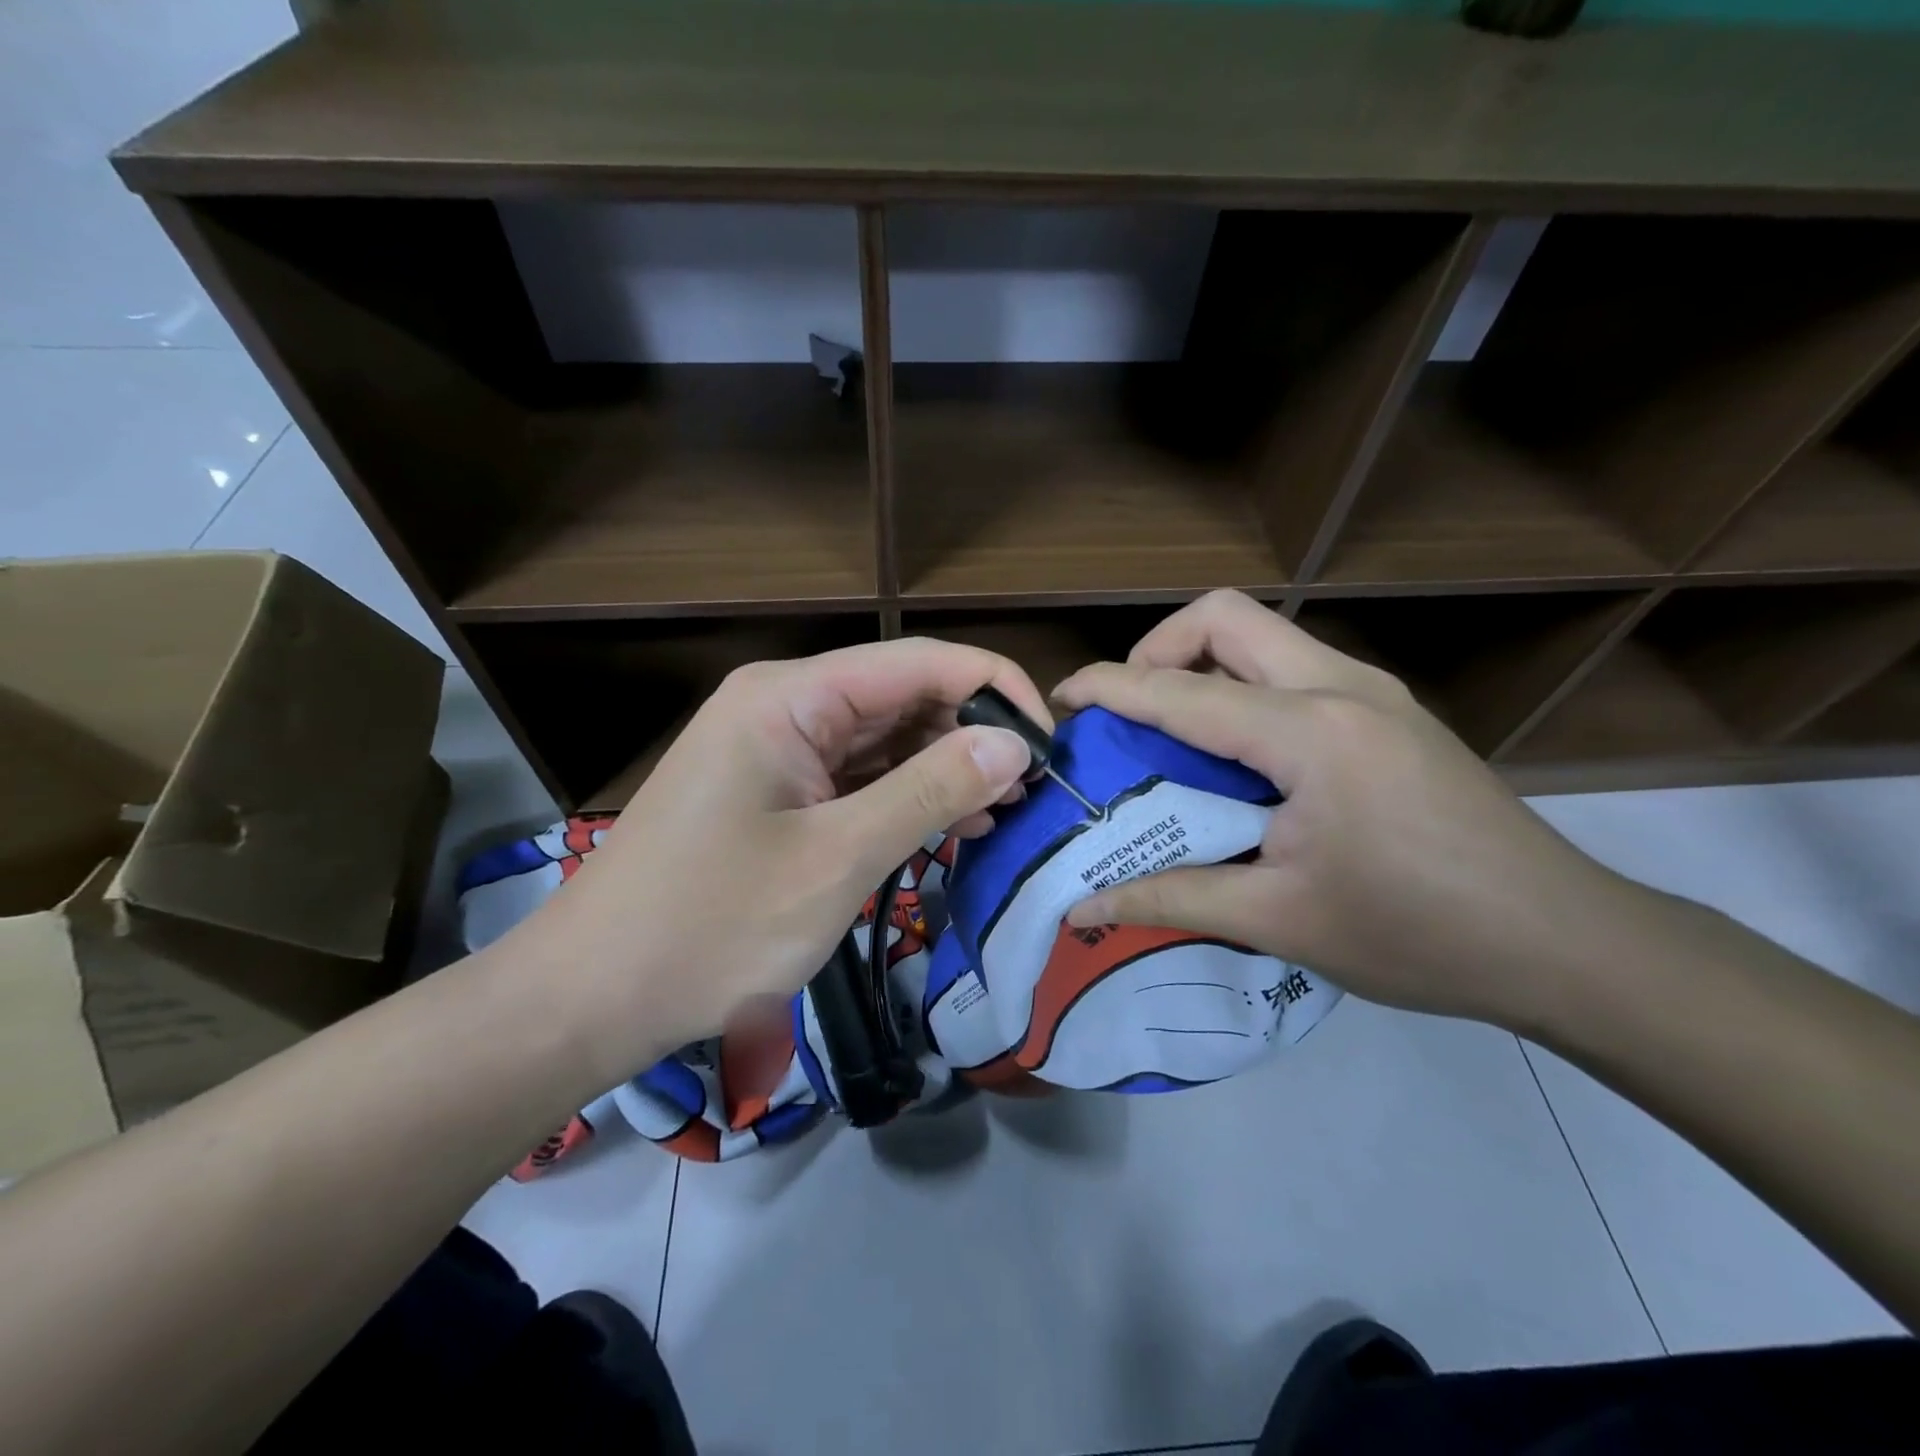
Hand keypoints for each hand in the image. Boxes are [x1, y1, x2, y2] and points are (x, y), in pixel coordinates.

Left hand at [500, 639, 1044, 1079]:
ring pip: (884, 740)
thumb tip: (1014, 741)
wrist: (592, 996)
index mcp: (792, 696)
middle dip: (972, 734)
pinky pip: (856, 778)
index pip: (918, 660)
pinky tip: (952, 828)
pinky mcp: (774, 791)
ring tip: (1005, 812)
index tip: (1050, 742)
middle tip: (1034, 790)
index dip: (994, 689)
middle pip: (903, 696)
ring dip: (945, 770)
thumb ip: (930, 790)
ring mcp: (776, 749)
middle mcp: (784, 705)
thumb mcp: (837, 858)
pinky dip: (905, 798)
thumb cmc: (712, 926)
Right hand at [1054, 591, 1636, 1031]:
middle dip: (1159, 648)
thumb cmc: (1418, 935)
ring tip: (1175, 735)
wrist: (1568, 943)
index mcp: (1309, 732)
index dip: (1109, 688)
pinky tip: (1242, 758)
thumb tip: (1082, 909)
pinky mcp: (1391, 713)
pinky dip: (1245, 689)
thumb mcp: (1279, 920)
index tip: (1061, 701)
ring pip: (1265, 635)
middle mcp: (1341, 687)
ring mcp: (1374, 693)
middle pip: (1226, 616)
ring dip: (1204, 665)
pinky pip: (1295, 669)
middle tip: (1131, 712)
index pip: (1180, 691)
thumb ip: (1169, 899)